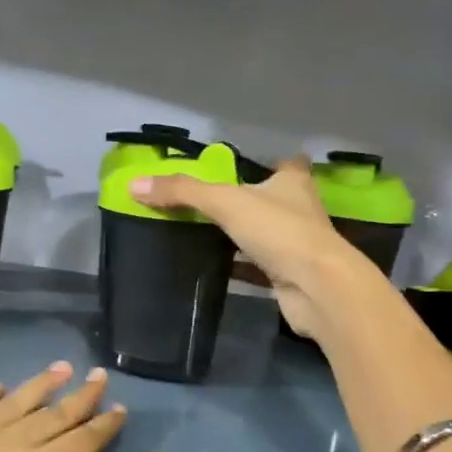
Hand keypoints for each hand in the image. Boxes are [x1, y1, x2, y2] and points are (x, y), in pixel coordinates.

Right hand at [133, 156, 370, 338]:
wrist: (318, 288)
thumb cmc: (280, 232)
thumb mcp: (226, 202)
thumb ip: (182, 192)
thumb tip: (134, 185)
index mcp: (292, 182)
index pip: (285, 163)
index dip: (267, 162)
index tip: (241, 167)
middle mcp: (299, 209)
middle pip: (271, 199)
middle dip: (246, 200)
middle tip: (208, 202)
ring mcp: (297, 245)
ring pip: (264, 234)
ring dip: (242, 234)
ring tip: (203, 232)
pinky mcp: (289, 275)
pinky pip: (257, 266)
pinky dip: (239, 266)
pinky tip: (214, 267)